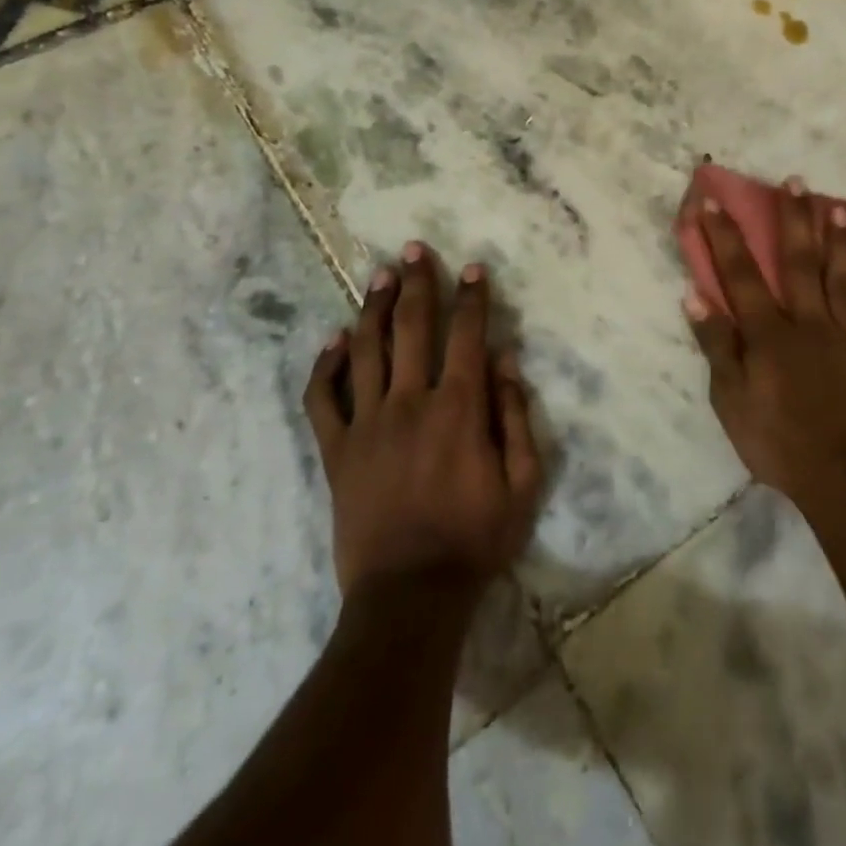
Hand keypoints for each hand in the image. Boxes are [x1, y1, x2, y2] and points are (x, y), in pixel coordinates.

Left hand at [303, 243, 543, 596]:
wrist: (410, 596)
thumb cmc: (475, 539)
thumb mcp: (522, 483)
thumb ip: (514, 415)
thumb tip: (504, 360)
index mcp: (459, 408)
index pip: (467, 335)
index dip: (472, 297)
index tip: (473, 268)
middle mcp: (411, 402)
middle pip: (412, 327)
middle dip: (417, 282)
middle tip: (414, 249)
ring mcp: (367, 424)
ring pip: (366, 349)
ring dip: (373, 307)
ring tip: (379, 275)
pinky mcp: (337, 451)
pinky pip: (323, 399)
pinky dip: (326, 365)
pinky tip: (335, 340)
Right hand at [685, 181, 845, 506]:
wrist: (845, 476)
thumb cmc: (777, 441)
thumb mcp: (730, 400)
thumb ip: (716, 345)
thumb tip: (695, 295)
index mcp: (770, 334)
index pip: (742, 275)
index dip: (725, 238)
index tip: (714, 203)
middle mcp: (810, 323)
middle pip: (800, 263)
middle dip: (795, 219)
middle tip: (796, 181)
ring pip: (844, 279)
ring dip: (841, 242)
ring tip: (839, 209)